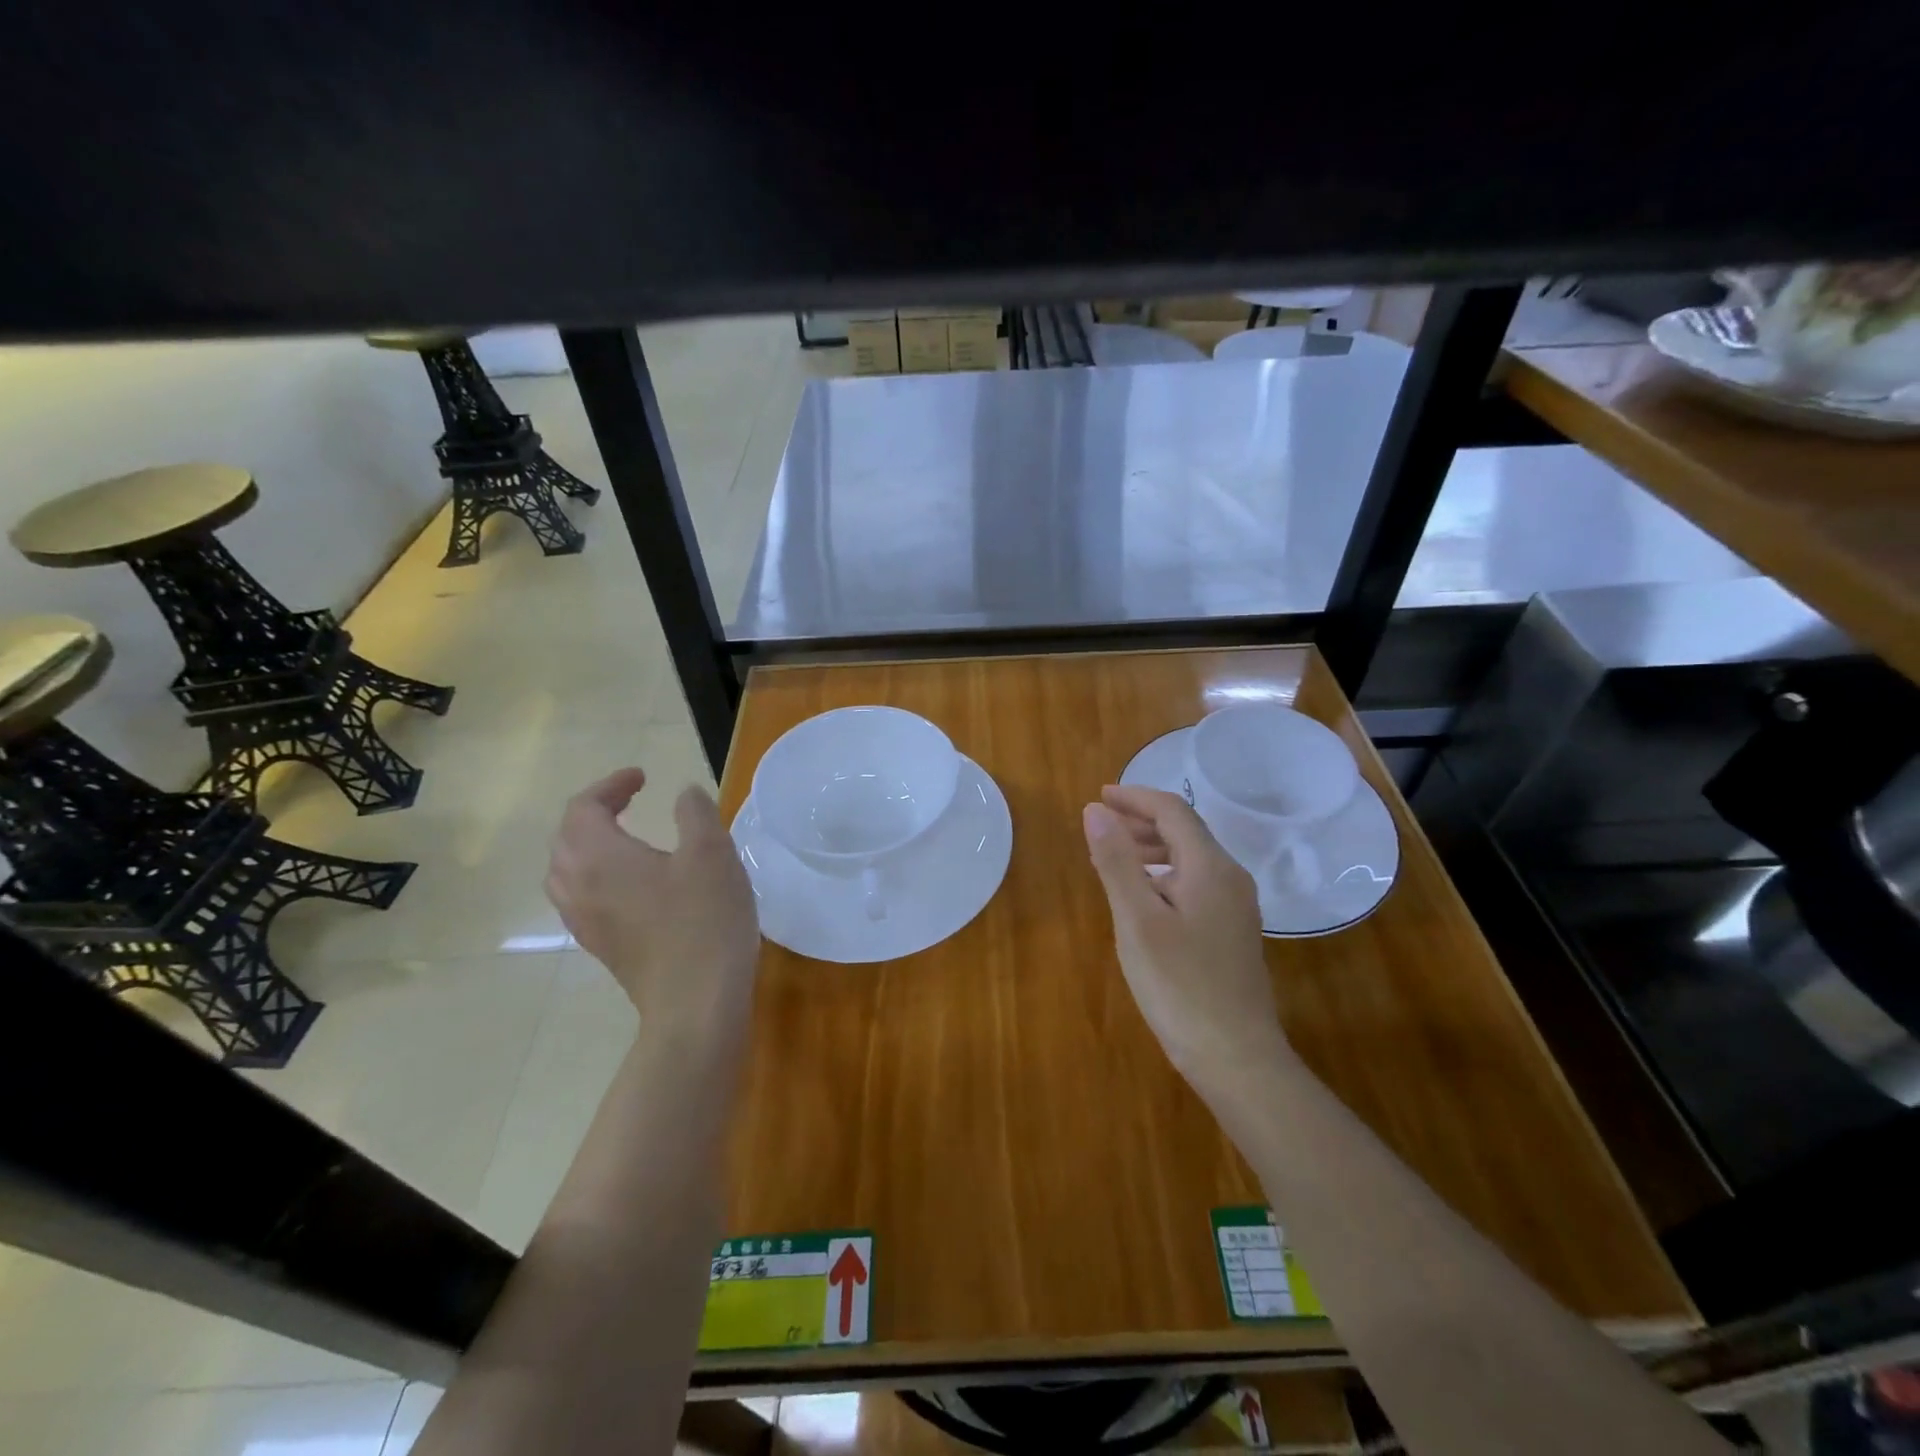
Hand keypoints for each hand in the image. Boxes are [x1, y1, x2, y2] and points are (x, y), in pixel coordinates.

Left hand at [547, 768, 759, 1045]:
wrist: (695, 1004)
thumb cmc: (704, 920)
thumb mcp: (712, 853)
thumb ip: (695, 813)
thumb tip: (684, 794)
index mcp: (599, 857)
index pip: (584, 808)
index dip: (611, 785)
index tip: (644, 777)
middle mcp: (578, 886)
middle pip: (566, 838)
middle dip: (595, 811)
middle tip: (631, 800)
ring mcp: (585, 921)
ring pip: (566, 870)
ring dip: (588, 844)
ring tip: (624, 837)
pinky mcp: (600, 946)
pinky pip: (580, 896)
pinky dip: (595, 874)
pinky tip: (631, 883)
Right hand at [1082, 785, 1294, 1102]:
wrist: (1236, 1056)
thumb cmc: (1180, 986)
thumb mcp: (1137, 920)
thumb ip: (1116, 862)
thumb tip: (1096, 810)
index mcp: (1210, 867)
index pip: (1173, 811)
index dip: (1135, 797)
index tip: (1099, 796)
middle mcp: (1230, 877)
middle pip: (1185, 830)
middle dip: (1141, 820)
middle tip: (1100, 824)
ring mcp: (1236, 906)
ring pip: (1191, 858)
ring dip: (1152, 847)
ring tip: (1114, 854)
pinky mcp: (1232, 931)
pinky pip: (1196, 882)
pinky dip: (1164, 873)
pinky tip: (1144, 895)